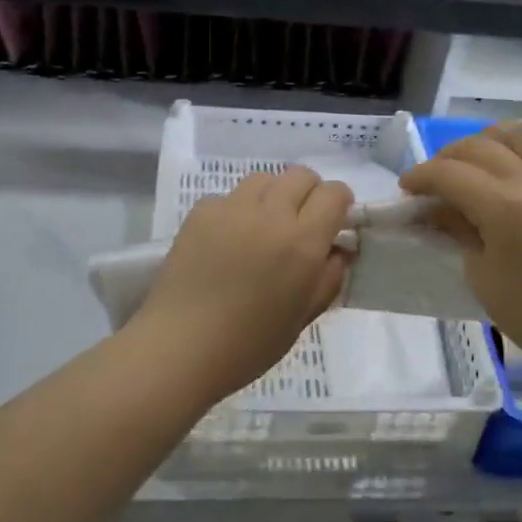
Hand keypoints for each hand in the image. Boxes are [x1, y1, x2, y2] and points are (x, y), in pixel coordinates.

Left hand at [134, 166, 353, 403]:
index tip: (334, 222)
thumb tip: (338, 250)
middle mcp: (270, 215)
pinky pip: (228, 197)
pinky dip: (236, 210)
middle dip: (309, 192)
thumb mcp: (303, 317)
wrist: (181, 347)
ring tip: (263, 226)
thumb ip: (328, 278)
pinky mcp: (200, 212)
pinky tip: (227, 240)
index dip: (340, 202)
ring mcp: (232, 209)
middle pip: (301, 174)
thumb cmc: (250, 344)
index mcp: (302, 243)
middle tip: (301, 222)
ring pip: (264, 179)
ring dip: (273, 195)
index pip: (334, 193)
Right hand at [399, 124, 521, 382]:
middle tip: (433, 180)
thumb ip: (458, 230)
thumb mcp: (481, 275)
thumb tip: (434, 207)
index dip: (421, 176)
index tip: (406, 187)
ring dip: (490, 139)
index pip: (451, 174)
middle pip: (481, 147)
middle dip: (448, 157)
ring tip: (476, 160)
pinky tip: (519, 157)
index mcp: (506, 207)